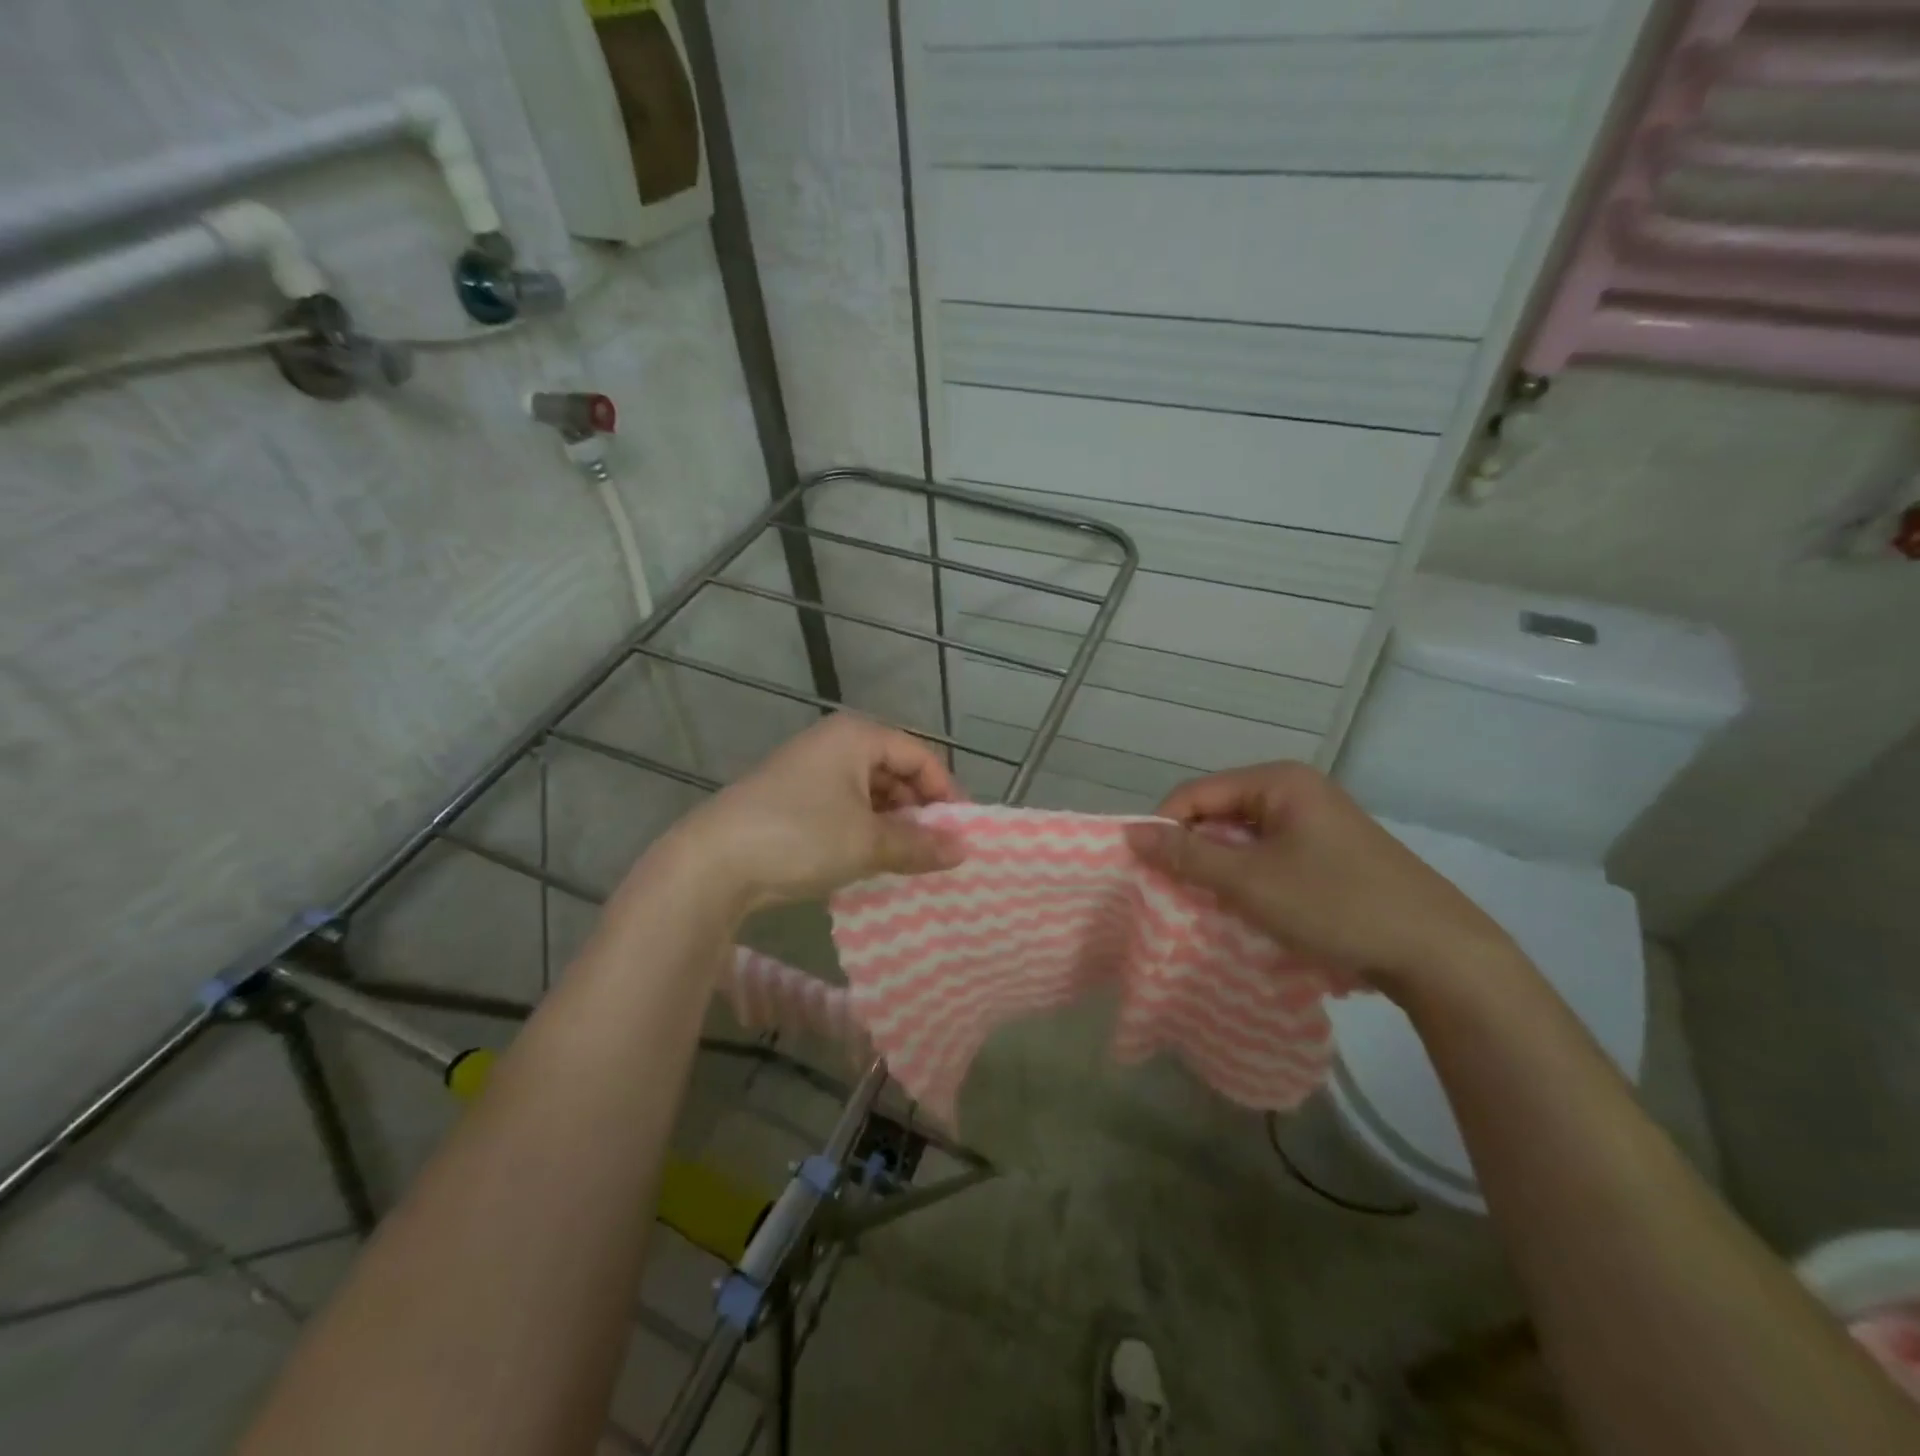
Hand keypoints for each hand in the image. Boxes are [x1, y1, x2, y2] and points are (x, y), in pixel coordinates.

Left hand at [662, 714, 965, 915]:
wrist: (713, 863)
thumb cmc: (801, 836)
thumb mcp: (868, 842)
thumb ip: (920, 844)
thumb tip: (964, 849)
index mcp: (856, 736)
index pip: (920, 755)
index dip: (946, 792)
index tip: (961, 832)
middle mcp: (833, 743)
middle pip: (894, 770)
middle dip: (918, 809)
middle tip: (936, 849)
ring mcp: (809, 769)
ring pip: (868, 791)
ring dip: (891, 823)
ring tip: (906, 859)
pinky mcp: (791, 797)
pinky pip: (843, 806)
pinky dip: (863, 829)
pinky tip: (870, 858)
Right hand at [1124, 762, 1516, 999]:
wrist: (1438, 953)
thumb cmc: (1336, 904)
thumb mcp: (1250, 882)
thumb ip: (1187, 856)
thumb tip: (1130, 832)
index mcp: (1278, 781)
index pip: (1195, 793)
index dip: (1164, 828)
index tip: (1146, 871)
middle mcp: (1296, 791)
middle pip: (1219, 814)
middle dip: (1193, 853)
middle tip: (1173, 894)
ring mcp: (1316, 823)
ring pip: (1243, 840)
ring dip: (1220, 871)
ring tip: (1205, 906)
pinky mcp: (1329, 854)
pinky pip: (1269, 857)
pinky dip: (1249, 881)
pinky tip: (1245, 910)